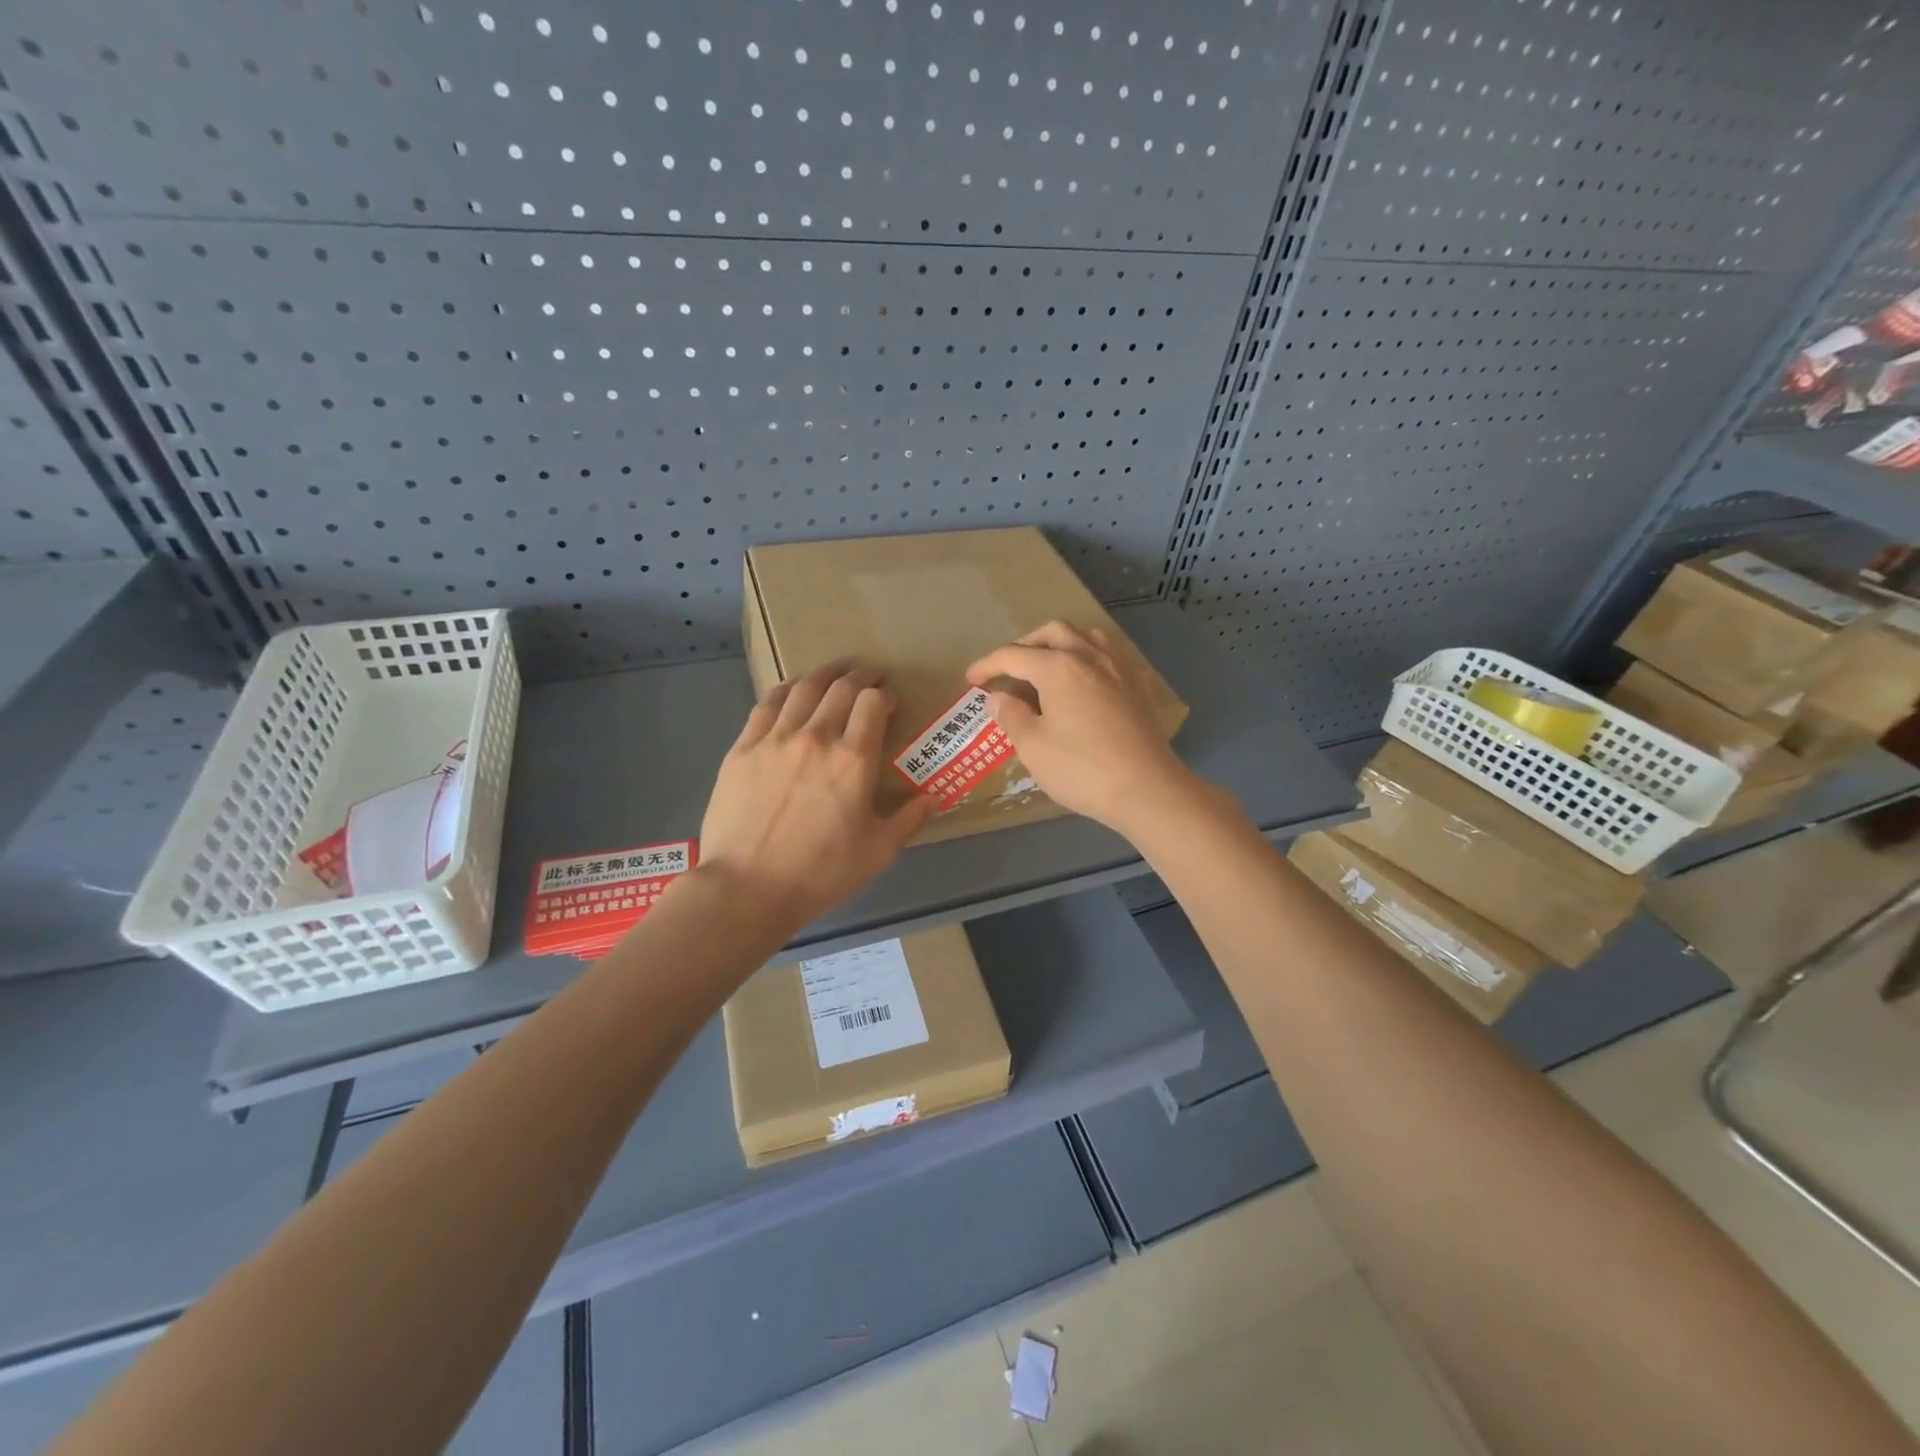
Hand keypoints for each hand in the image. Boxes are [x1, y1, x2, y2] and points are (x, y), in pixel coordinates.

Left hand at [697, 664, 933, 928]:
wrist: (747, 887)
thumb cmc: (820, 872)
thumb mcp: (878, 852)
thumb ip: (909, 819)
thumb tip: (933, 798)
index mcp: (853, 759)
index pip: (873, 703)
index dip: (885, 695)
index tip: (889, 702)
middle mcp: (816, 737)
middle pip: (841, 688)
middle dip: (860, 676)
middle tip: (868, 677)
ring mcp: (775, 738)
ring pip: (804, 688)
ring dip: (824, 675)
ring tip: (834, 674)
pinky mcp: (743, 748)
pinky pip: (767, 704)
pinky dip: (786, 690)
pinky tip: (792, 691)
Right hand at [965, 622, 1196, 836]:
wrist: (1147, 789)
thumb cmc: (1082, 768)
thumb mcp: (1033, 746)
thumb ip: (1011, 715)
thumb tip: (998, 696)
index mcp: (1058, 667)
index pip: (1013, 655)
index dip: (987, 665)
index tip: (971, 680)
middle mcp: (1089, 656)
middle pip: (1052, 633)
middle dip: (1024, 645)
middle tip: (1008, 669)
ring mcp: (1119, 668)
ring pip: (1085, 637)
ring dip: (1060, 644)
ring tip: (1046, 667)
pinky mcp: (1138, 687)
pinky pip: (1109, 656)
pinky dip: (1088, 658)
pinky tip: (1084, 682)